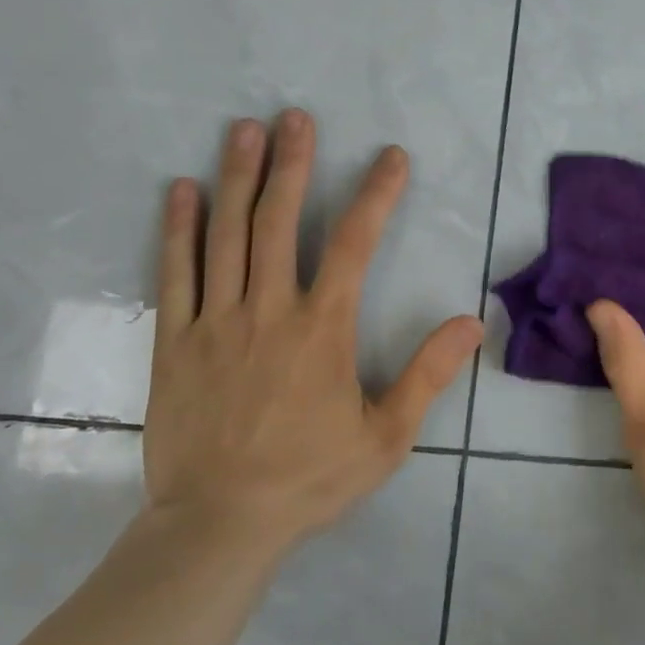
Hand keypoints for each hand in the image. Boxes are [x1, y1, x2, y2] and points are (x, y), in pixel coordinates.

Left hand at [142, 110, 483, 557]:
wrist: (217, 527)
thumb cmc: (309, 478)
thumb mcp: (386, 436)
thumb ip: (428, 374)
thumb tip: (471, 322)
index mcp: (321, 328)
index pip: (354, 243)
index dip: (376, 194)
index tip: (391, 157)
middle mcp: (267, 310)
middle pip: (278, 220)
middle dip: (292, 163)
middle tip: (295, 116)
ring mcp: (214, 322)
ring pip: (225, 235)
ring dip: (236, 178)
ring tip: (243, 130)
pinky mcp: (174, 342)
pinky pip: (174, 275)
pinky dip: (178, 228)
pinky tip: (181, 190)